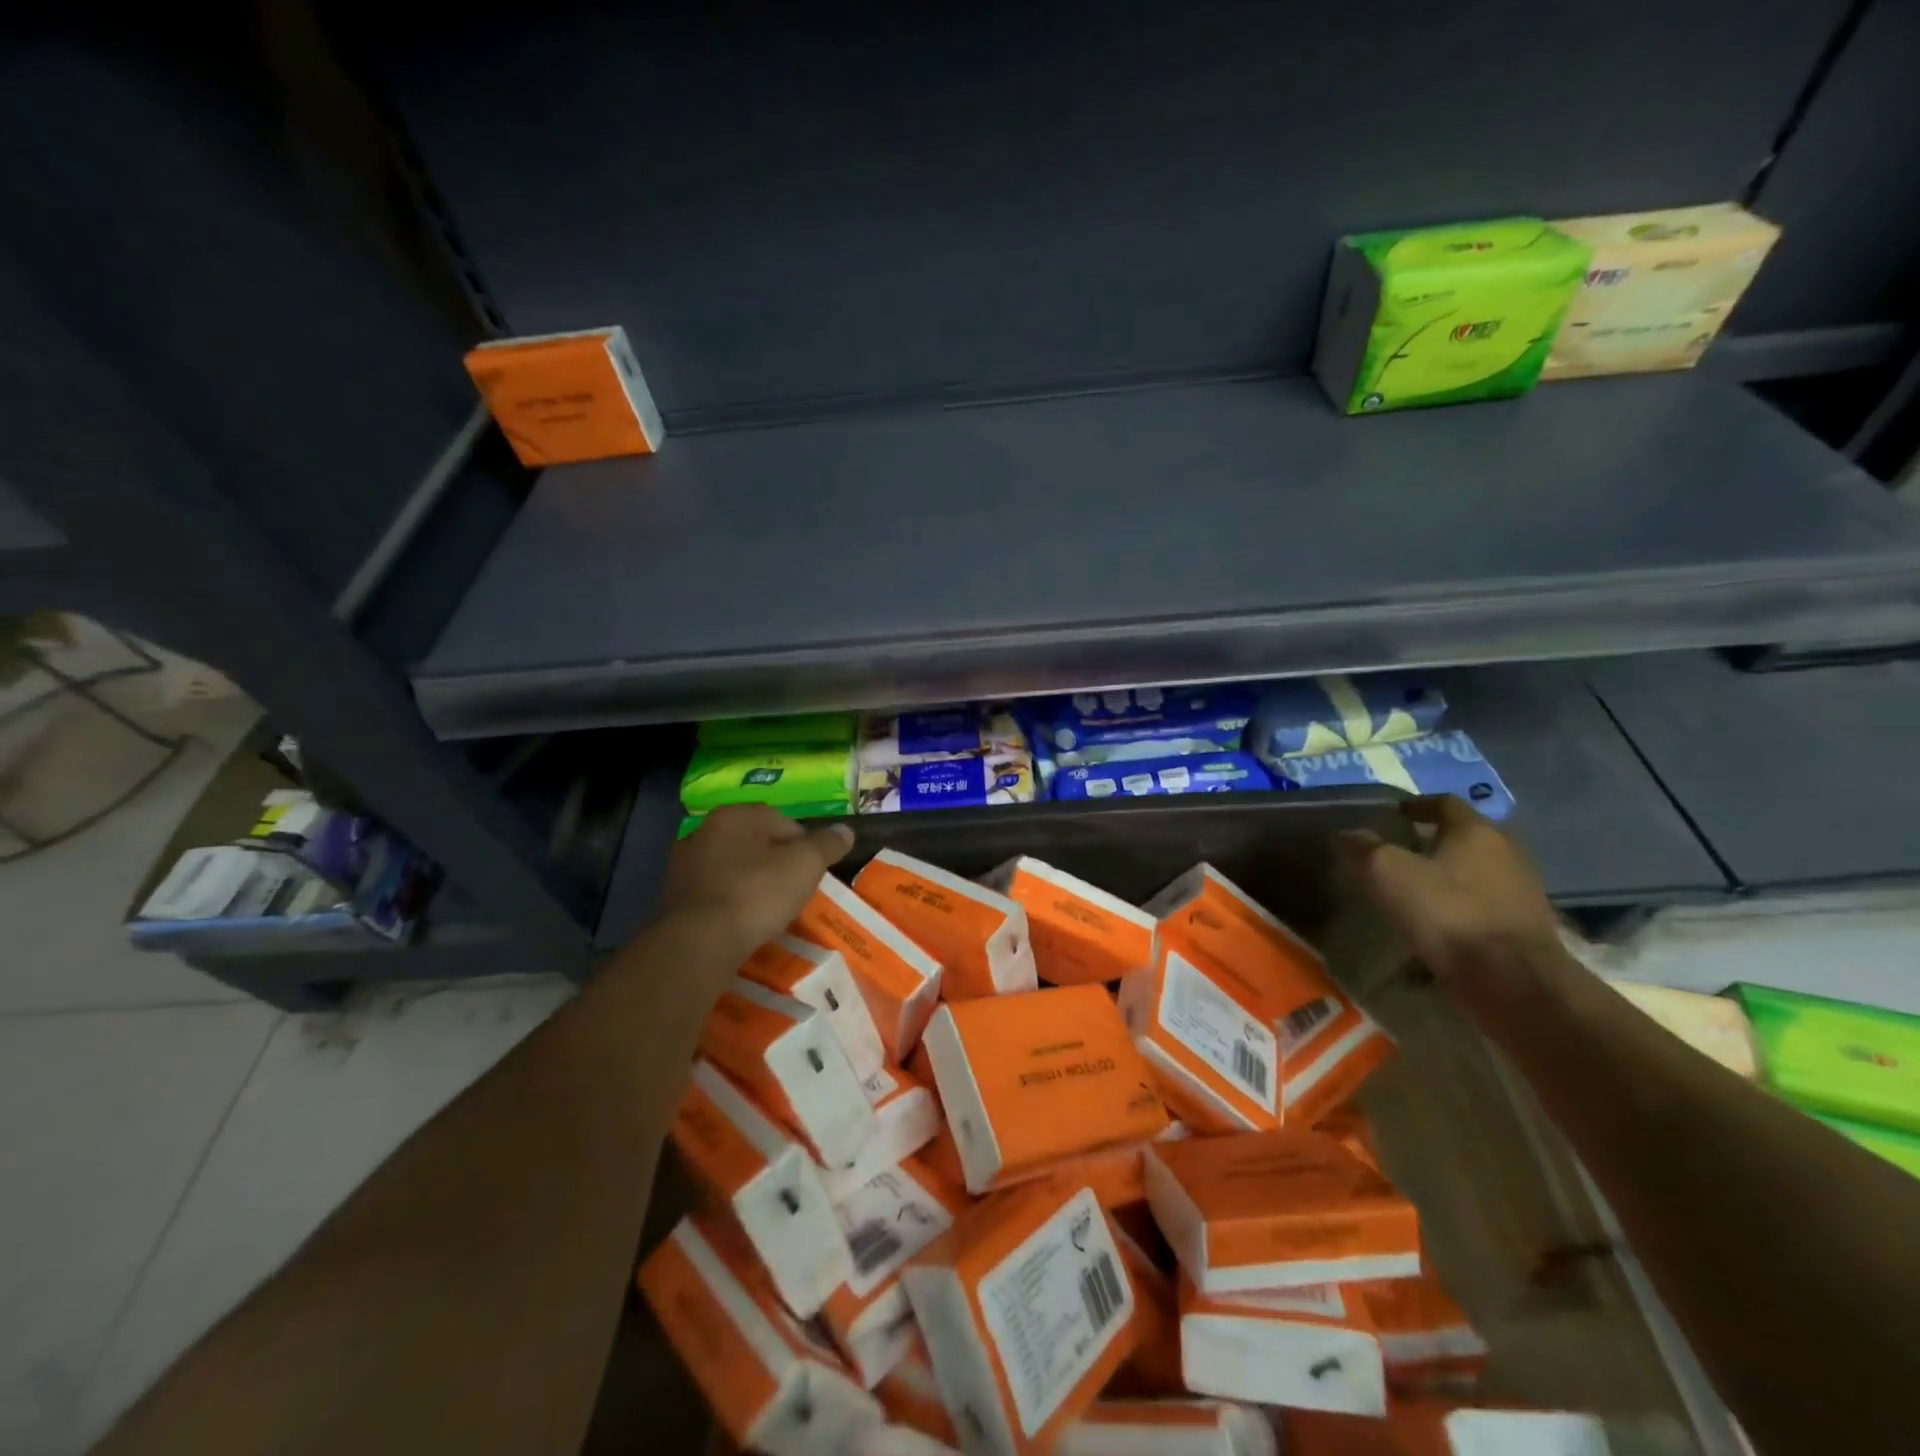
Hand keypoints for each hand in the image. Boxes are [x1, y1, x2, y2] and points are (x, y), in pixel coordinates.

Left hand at [659, 805, 854, 955]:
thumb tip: (845, 830)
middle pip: (756, 845)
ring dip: (751, 884)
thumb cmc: (757, 893)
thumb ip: (827, 844)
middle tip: (795, 891)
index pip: (785, 823)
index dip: (806, 847)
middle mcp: (705, 830)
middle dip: (776, 864)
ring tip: (770, 912)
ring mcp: (684, 865)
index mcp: (737, 815)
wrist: (698, 942)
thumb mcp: (805, 865)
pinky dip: (731, 904)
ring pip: (733, 869)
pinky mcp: (673, 898)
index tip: (815, 874)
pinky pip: (715, 895)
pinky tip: (742, 924)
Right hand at [1338, 796, 1562, 994]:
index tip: (1393, 815)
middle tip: (1400, 853)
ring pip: (1476, 873)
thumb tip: (1345, 835)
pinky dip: (1460, 909)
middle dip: (1434, 842)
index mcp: (1476, 831)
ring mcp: (1522, 892)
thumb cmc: (1447, 912)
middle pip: (1466, 837)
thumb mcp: (1387, 873)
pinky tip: (1437, 927)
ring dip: (1448, 878)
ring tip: (1415, 892)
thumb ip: (1363, 848)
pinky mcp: (1525, 928)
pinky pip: (1484, 907)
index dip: (1417, 805)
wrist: (1513, 981)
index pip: (1445, 803)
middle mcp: (1507, 853)